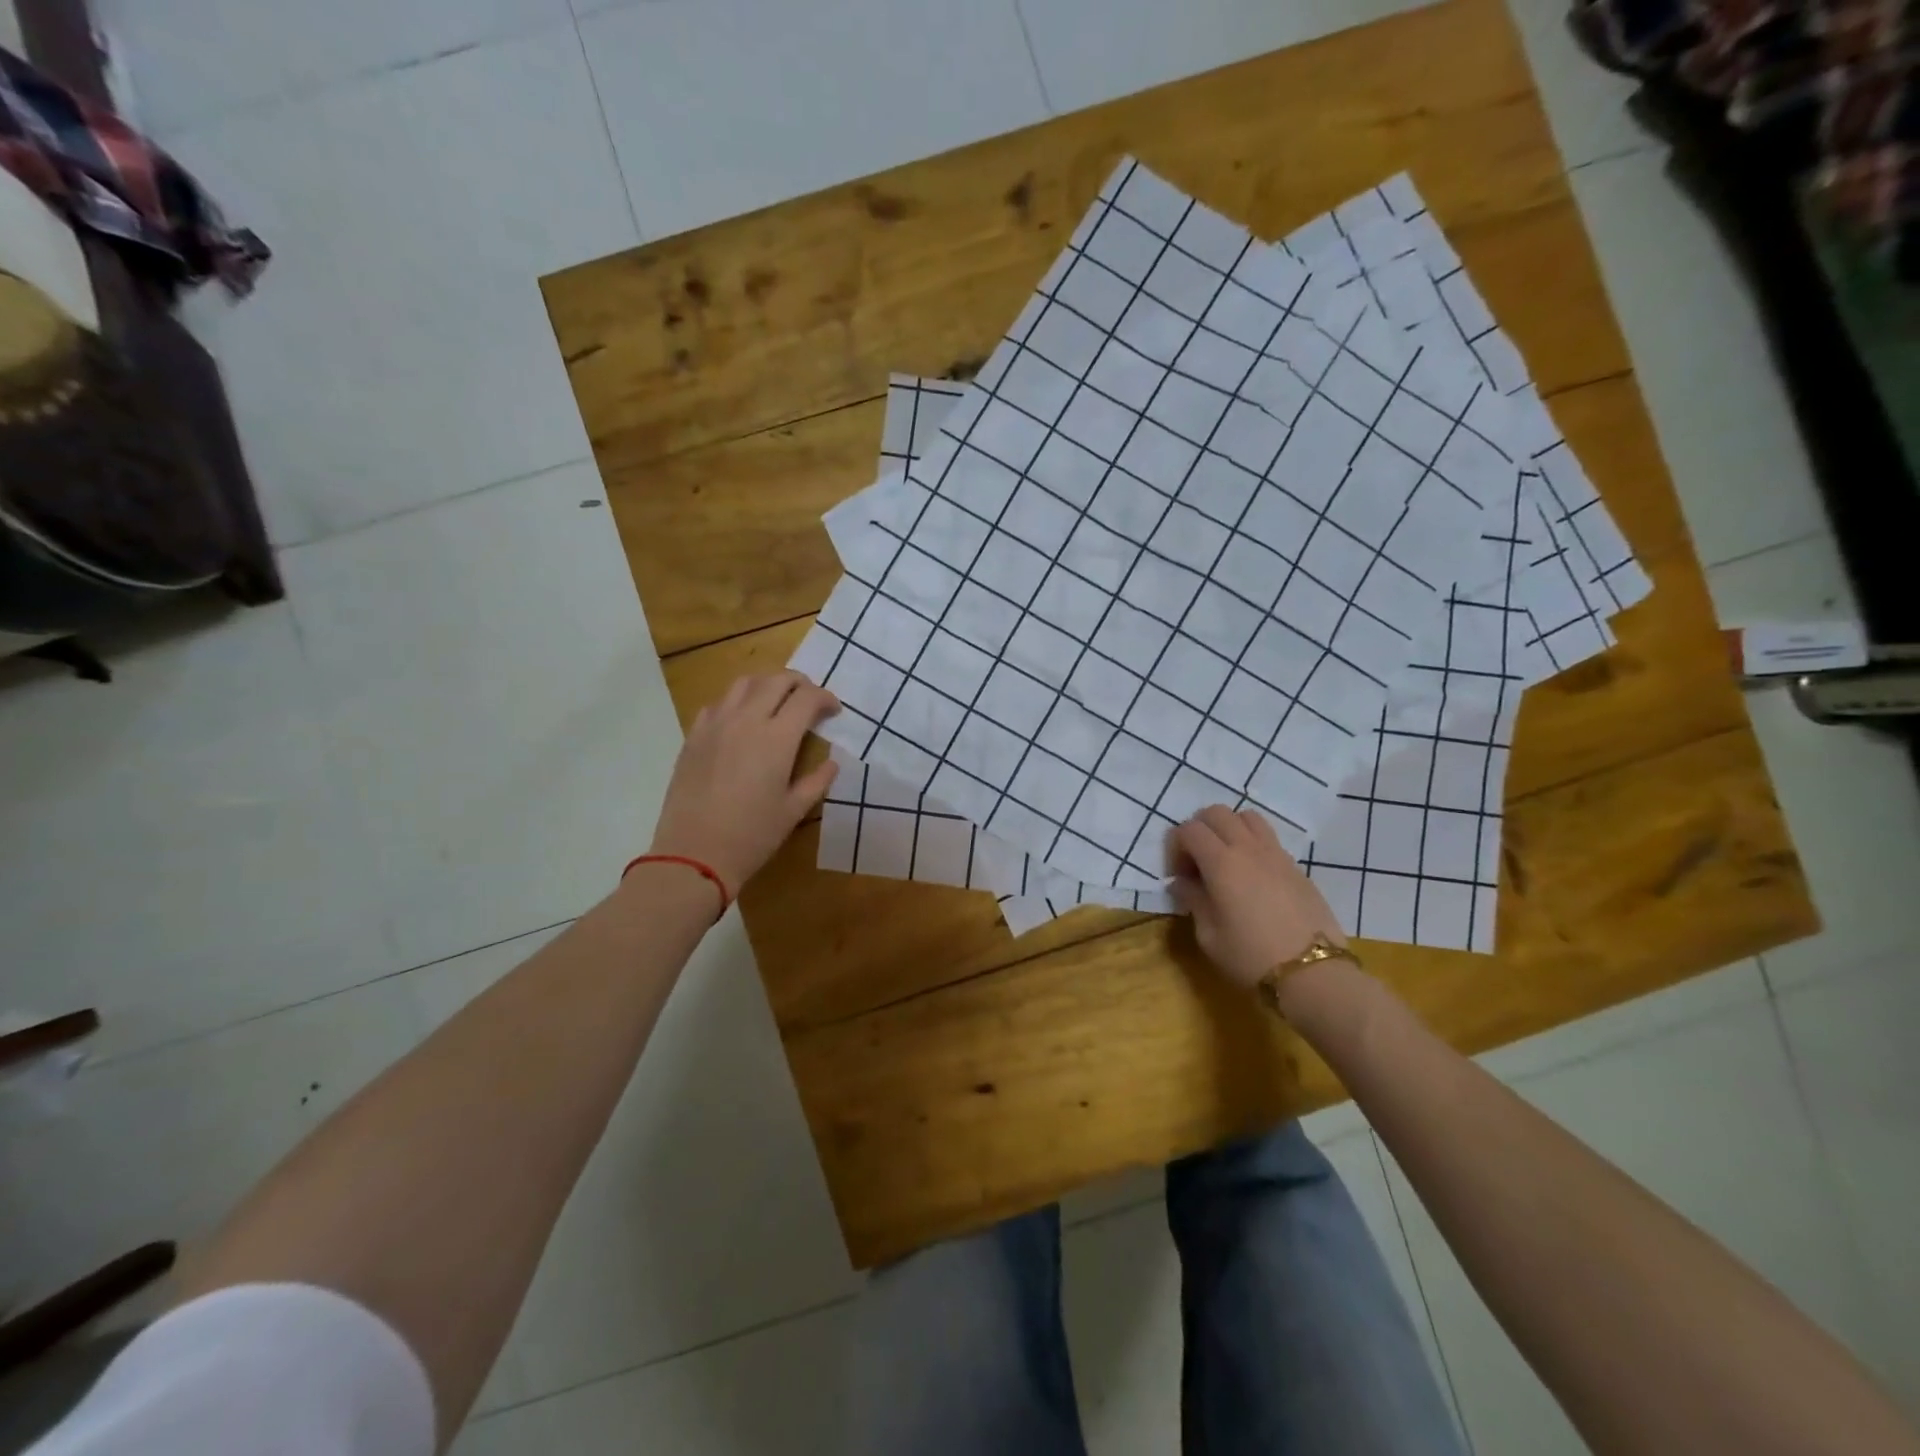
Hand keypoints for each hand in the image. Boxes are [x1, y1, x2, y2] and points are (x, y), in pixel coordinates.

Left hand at [647, 671, 839, 899]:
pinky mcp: (694, 736)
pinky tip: (741, 721)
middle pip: (776, 680)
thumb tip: (832, 763)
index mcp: (777, 738)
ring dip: (767, 685)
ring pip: (744, 683)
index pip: (807, 698)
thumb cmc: (752, 836)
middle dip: (799, 683)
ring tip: (776, 701)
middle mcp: (746, 720)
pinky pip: (717, 704)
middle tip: (809, 700)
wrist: (694, 853)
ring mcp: (716, 725)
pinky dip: (737, 702)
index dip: (825, 698)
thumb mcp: (793, 811)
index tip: (833, 711)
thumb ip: (817, 781)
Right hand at [1167, 806, 1348, 989]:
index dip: (1176, 846)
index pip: (1189, 830)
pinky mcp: (1296, 866)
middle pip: (1217, 812)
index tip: (1177, 875)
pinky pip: (1268, 838)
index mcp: (1221, 863)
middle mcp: (1248, 848)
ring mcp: (1276, 854)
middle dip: (1199, 830)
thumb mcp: (1208, 935)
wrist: (1314, 973)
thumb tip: (1182, 883)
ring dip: (1228, 829)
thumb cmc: (1251, 957)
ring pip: (1246, 817)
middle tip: (1196, 861)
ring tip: (1225, 859)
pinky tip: (1251, 876)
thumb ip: (1193, 900)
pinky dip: (1251, 843)